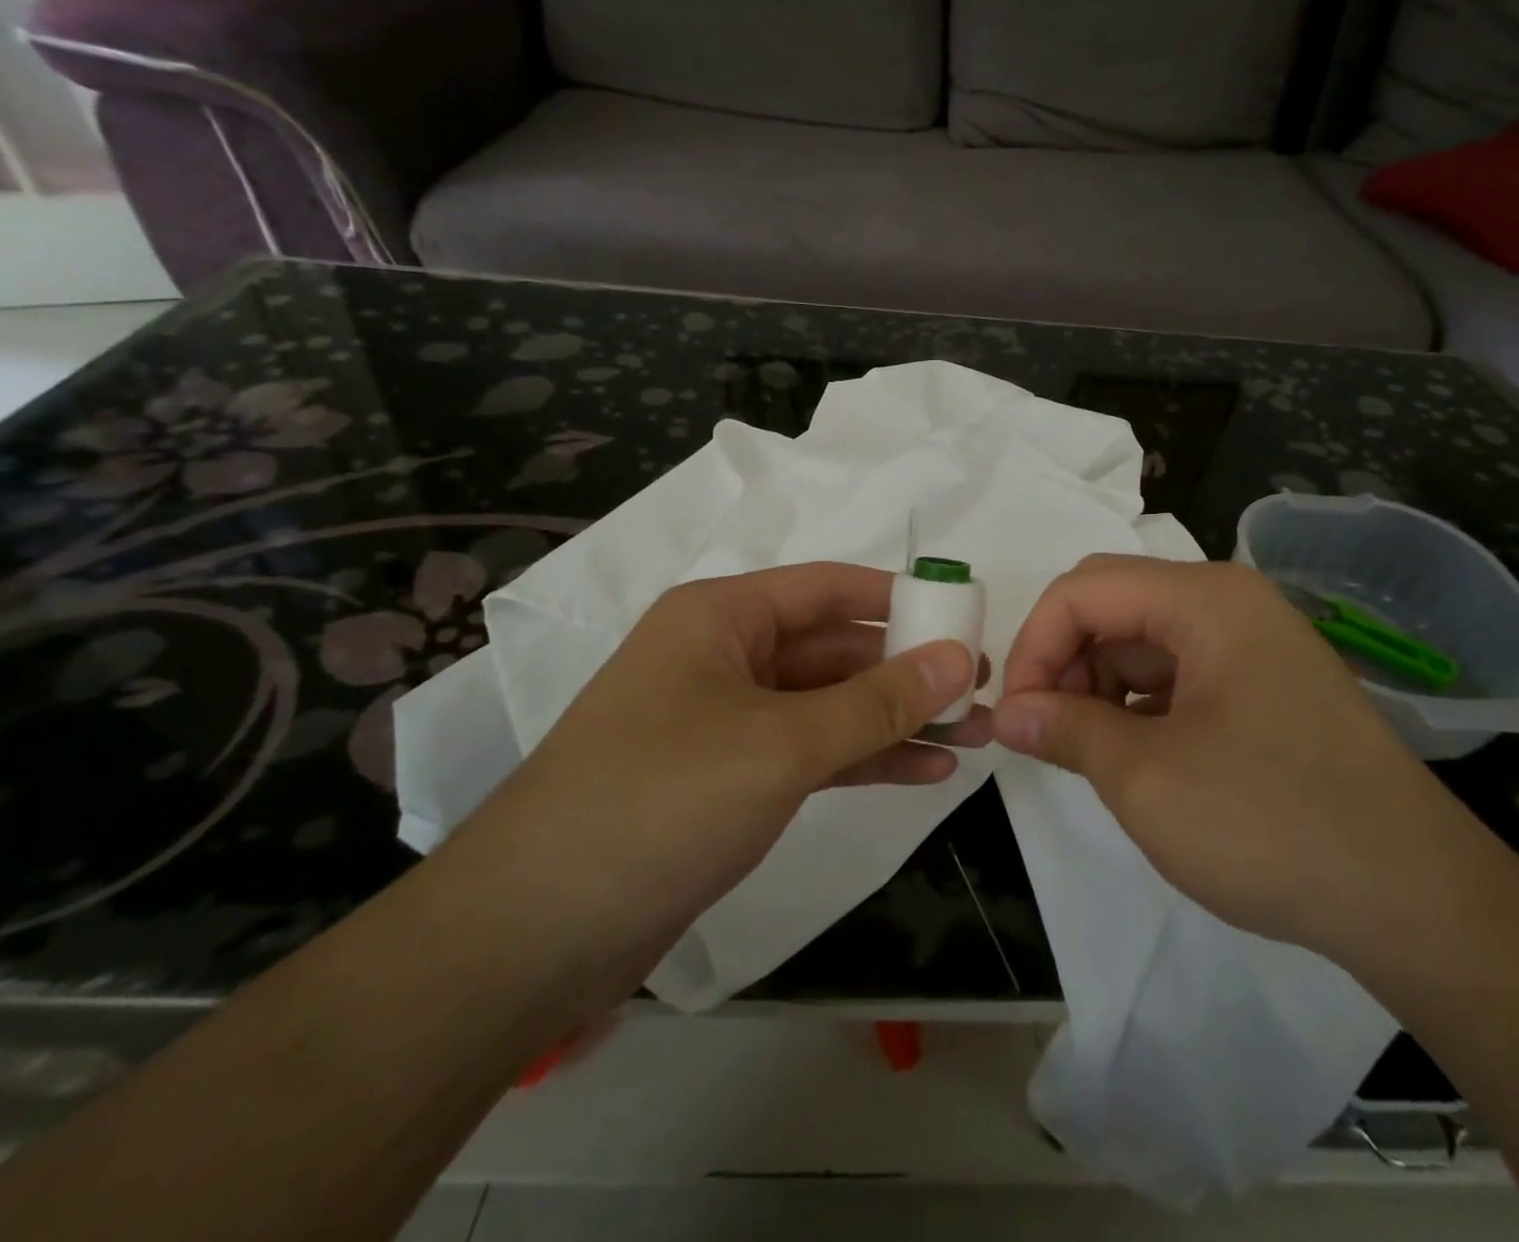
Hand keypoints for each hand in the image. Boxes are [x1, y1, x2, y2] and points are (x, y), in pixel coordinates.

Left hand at [453, 562, 990, 981]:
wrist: (538, 930)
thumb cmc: (662, 800)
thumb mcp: (782, 743)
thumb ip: (876, 701)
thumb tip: (958, 659)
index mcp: (721, 617)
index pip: (828, 588)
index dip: (900, 599)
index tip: (965, 619)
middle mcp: (722, 656)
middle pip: (832, 648)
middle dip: (907, 671)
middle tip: (981, 692)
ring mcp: (724, 721)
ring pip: (826, 704)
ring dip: (895, 719)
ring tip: (974, 736)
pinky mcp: (727, 779)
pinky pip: (809, 752)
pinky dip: (863, 758)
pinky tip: (925, 770)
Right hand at [992, 555, 1477, 958]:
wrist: (1420, 905)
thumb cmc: (1270, 824)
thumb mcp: (1145, 778)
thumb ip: (1064, 729)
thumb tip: (1007, 713)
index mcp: (1204, 600)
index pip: (1082, 590)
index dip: (1033, 645)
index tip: (1015, 714)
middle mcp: (1230, 604)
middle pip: (1112, 605)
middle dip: (1063, 661)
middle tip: (1043, 731)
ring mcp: (1253, 645)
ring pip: (1141, 641)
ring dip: (1097, 686)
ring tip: (1086, 751)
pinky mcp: (1265, 687)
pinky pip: (1177, 673)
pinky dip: (1137, 705)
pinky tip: (1134, 756)